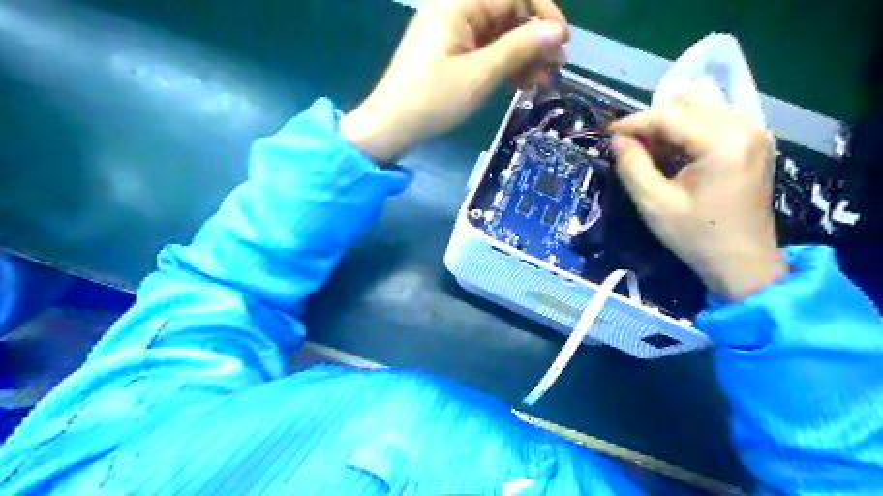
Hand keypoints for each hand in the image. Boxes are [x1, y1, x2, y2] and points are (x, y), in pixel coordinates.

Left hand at [341, 0, 569, 160]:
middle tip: (553, 73)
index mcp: (458, 4)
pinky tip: (517, 85)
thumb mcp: (480, 75)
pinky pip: (484, 51)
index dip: (543, 15)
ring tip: (539, 85)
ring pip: (498, 36)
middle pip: (507, 15)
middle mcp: (455, 10)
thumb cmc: (433, 100)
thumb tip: (556, 33)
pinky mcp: (449, 54)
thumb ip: (519, 49)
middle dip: (534, 42)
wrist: (391, 127)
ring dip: (522, 58)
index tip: (562, 44)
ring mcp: (451, 33)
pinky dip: (502, 66)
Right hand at [608, 89, 784, 299]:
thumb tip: (617, 140)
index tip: (608, 133)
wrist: (741, 262)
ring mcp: (753, 134)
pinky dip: (687, 130)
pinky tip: (672, 153)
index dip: (635, 122)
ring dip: (670, 123)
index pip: (671, 115)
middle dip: (653, 121)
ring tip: (649, 150)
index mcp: (723, 143)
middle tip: (630, 146)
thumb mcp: (655, 204)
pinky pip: (714, 121)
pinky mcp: (752, 144)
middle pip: (689, 103)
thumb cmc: (696, 236)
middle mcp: (744, 128)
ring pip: (702, 107)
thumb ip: (632, 166)